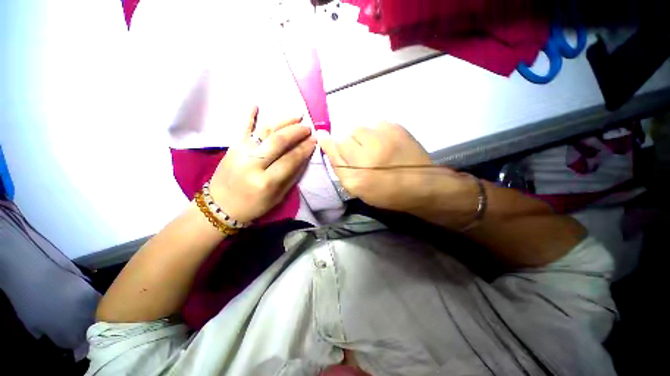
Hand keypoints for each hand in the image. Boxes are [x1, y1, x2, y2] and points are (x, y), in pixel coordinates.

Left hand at [209, 107, 315, 222]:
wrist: (221, 206)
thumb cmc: (254, 205)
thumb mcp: (278, 196)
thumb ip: (292, 176)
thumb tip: (304, 156)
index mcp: (266, 181)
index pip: (290, 159)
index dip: (305, 148)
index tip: (315, 140)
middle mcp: (252, 164)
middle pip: (278, 141)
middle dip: (296, 131)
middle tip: (308, 127)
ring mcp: (240, 152)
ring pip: (264, 131)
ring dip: (282, 121)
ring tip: (296, 116)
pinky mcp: (231, 147)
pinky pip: (241, 127)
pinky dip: (248, 115)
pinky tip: (256, 104)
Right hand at [318, 122, 465, 215]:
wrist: (421, 185)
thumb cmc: (385, 191)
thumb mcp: (356, 187)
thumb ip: (338, 165)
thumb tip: (324, 138)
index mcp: (356, 173)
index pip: (335, 146)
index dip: (333, 145)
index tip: (337, 147)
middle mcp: (368, 152)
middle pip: (348, 135)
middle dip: (351, 144)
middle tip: (364, 157)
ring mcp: (384, 137)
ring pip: (361, 128)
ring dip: (364, 138)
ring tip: (376, 150)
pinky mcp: (397, 127)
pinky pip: (376, 125)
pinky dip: (377, 134)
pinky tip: (386, 145)